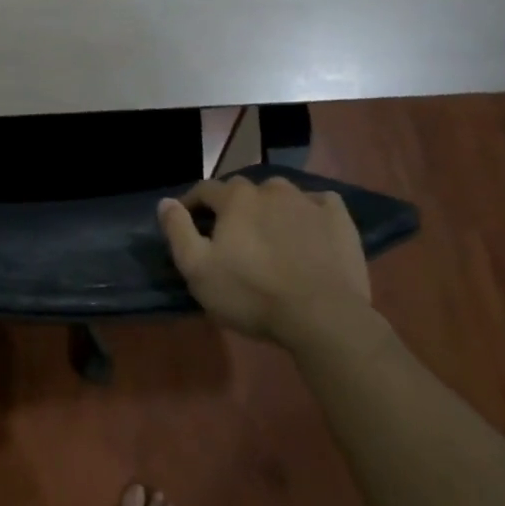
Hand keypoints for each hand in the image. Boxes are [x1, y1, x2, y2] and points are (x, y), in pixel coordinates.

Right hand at [158, 176, 371, 343]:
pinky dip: (308, 211)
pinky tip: (308, 229)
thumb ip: (178, 231)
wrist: (323, 317)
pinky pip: (319, 203)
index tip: (187, 220)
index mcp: (235, 198)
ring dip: (269, 208)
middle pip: (243, 190)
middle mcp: (270, 189)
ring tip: (269, 234)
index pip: (205, 189)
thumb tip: (165, 202)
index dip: (192, 203)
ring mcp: (308, 201)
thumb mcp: (198, 269)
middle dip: (232, 207)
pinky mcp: (339, 219)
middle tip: (230, 234)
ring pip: (280, 195)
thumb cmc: (252, 294)